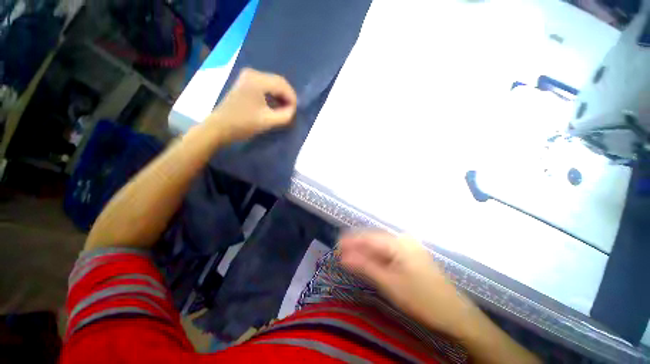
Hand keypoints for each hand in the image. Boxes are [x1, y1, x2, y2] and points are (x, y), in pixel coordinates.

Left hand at [208, 68, 297, 141]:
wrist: (220, 127)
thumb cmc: (244, 124)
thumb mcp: (268, 121)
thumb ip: (286, 115)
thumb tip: (293, 110)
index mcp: (258, 80)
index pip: (283, 85)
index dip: (292, 98)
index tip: (295, 112)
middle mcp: (253, 73)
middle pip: (278, 82)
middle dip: (287, 97)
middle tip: (291, 111)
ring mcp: (247, 77)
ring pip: (272, 84)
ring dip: (280, 96)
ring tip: (284, 110)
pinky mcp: (245, 83)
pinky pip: (265, 86)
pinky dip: (272, 95)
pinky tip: (275, 106)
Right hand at [339, 230, 475, 338]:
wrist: (455, 314)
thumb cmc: (421, 299)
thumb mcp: (389, 283)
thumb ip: (365, 266)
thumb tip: (343, 257)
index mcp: (398, 242)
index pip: (368, 237)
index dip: (351, 241)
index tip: (336, 246)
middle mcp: (403, 238)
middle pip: (373, 238)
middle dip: (356, 245)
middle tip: (341, 252)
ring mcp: (408, 245)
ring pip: (380, 244)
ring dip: (365, 250)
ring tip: (350, 255)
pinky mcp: (410, 254)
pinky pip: (387, 250)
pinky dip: (375, 255)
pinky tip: (368, 259)